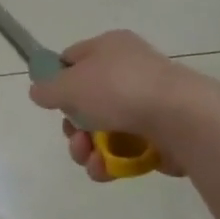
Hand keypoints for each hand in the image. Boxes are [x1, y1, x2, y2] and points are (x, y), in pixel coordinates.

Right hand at [28, 31, 205, 181]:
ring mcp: (145, 104)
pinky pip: (125, 149)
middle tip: (73, 139)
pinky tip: (105, 170)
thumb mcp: (71, 84)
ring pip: (103, 129)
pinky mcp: (159, 136)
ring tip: (89, 159)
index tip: (50, 103)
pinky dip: (111, 162)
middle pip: (87, 100)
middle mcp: (128, 71)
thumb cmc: (120, 90)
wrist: (181, 118)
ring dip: (87, 148)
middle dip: (73, 126)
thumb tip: (38, 91)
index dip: (57, 80)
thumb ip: (48, 89)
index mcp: (109, 47)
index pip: (74, 59)